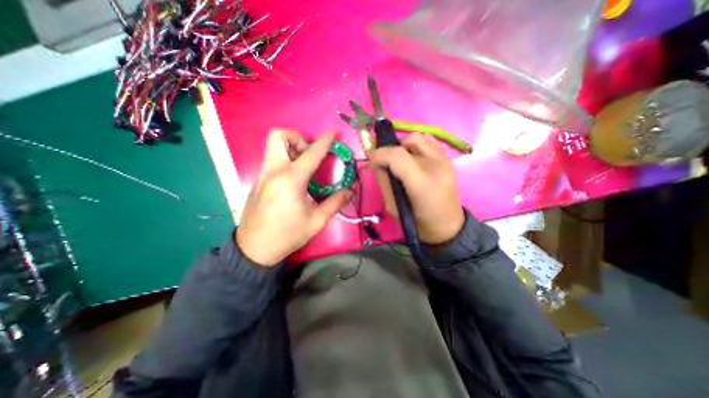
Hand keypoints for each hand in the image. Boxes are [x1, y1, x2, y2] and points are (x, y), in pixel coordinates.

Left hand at [235, 130, 350, 267]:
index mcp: (291, 180)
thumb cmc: (287, 235)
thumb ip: (335, 203)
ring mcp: (262, 175)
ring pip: (272, 146)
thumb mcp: (316, 221)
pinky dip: (284, 160)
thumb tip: (350, 191)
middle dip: (297, 138)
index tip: (332, 134)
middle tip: (309, 154)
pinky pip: (271, 160)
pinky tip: (293, 180)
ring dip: (290, 148)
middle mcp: (274, 171)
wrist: (255, 248)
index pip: (311, 153)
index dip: (324, 142)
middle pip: (279, 136)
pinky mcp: (258, 181)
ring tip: (303, 166)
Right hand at [372, 135, 465, 243]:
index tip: (371, 160)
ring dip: (403, 145)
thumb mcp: (392, 207)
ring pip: (418, 137)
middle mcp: (436, 166)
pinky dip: (416, 145)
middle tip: (385, 162)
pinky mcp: (448, 159)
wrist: (447, 226)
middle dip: (390, 150)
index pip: (397, 155)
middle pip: (408, 141)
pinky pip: (429, 141)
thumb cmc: (417, 222)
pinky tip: (413, 157)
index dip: (380, 153)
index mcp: (421, 182)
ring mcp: (445, 160)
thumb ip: (383, 182)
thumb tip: (376, 163)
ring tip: (400, 160)